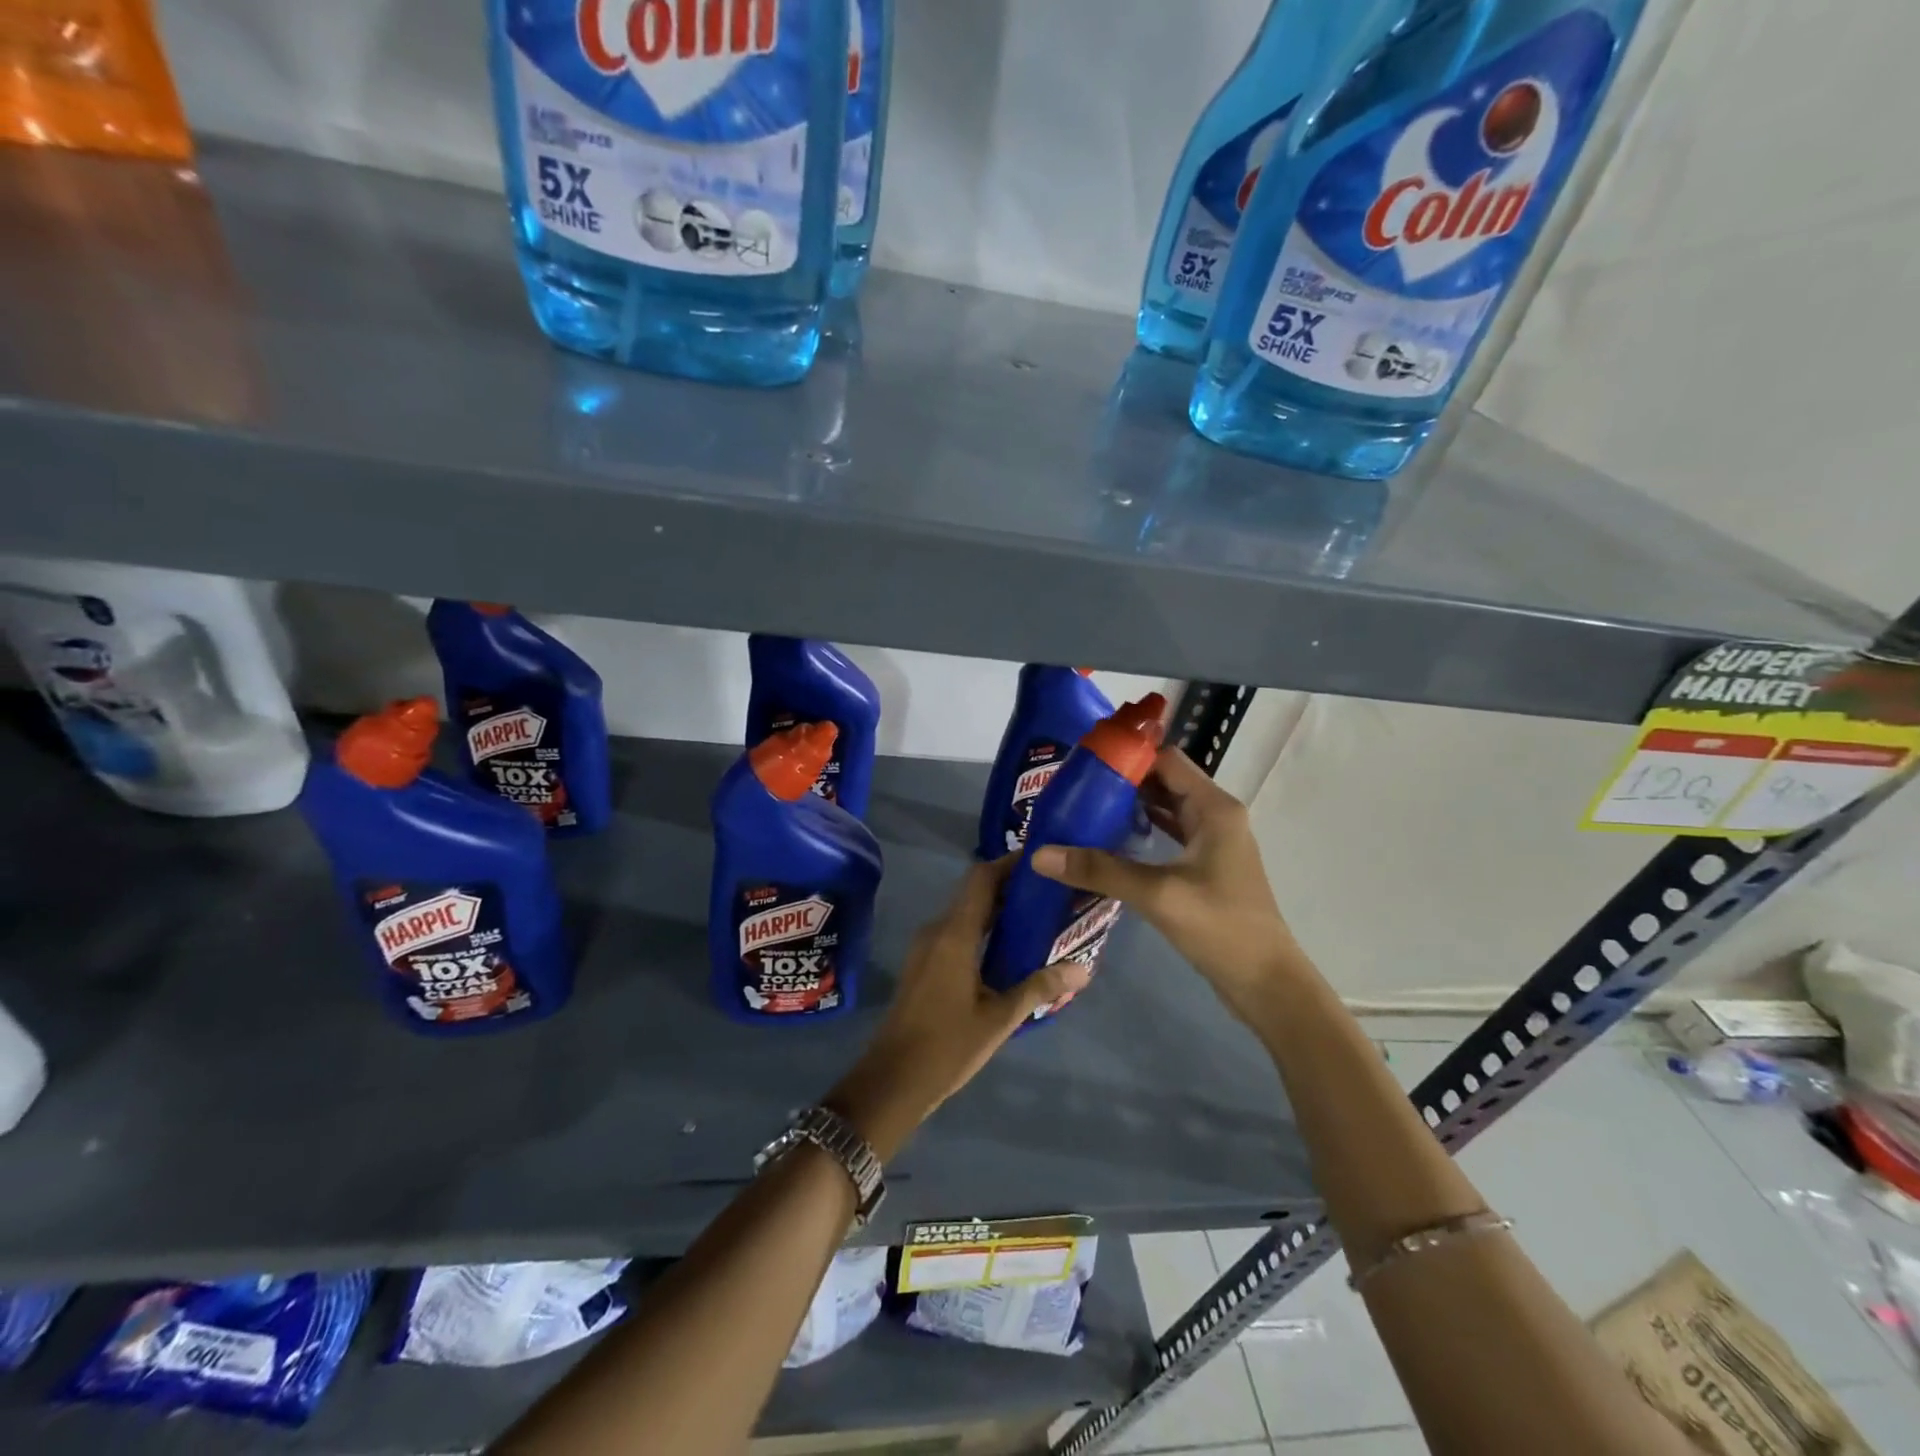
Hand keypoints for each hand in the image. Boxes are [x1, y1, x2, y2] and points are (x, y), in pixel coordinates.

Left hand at [825, 857, 1088, 1159]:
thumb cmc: (947, 1046)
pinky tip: (1008, 949)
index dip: (1009, 863)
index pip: (981, 878)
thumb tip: (1083, 968)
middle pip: (974, 892)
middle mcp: (937, 930)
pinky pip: (957, 932)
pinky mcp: (924, 964)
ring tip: (1037, 916)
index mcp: (954, 934)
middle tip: (1050, 891)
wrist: (891, 1081)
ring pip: (966, 913)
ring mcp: (926, 947)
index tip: (1041, 860)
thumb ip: (1040, 987)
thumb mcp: (999, 1018)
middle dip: (1009, 887)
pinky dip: (983, 929)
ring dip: (997, 909)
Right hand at [1030, 746, 1296, 1021]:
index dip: (1127, 757)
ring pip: (1165, 810)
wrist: (1266, 984)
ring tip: (1083, 811)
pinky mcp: (1204, 868)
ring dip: (1129, 809)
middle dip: (1122, 783)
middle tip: (1074, 790)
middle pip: (1163, 782)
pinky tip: (1108, 844)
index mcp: (1214, 808)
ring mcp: (1211, 843)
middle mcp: (1215, 816)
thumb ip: (1100, 870)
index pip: (1166, 760)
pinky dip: (1140, 834)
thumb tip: (1039, 855)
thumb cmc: (1221, 928)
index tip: (1084, 766)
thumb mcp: (1158, 894)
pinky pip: (1168, 837)